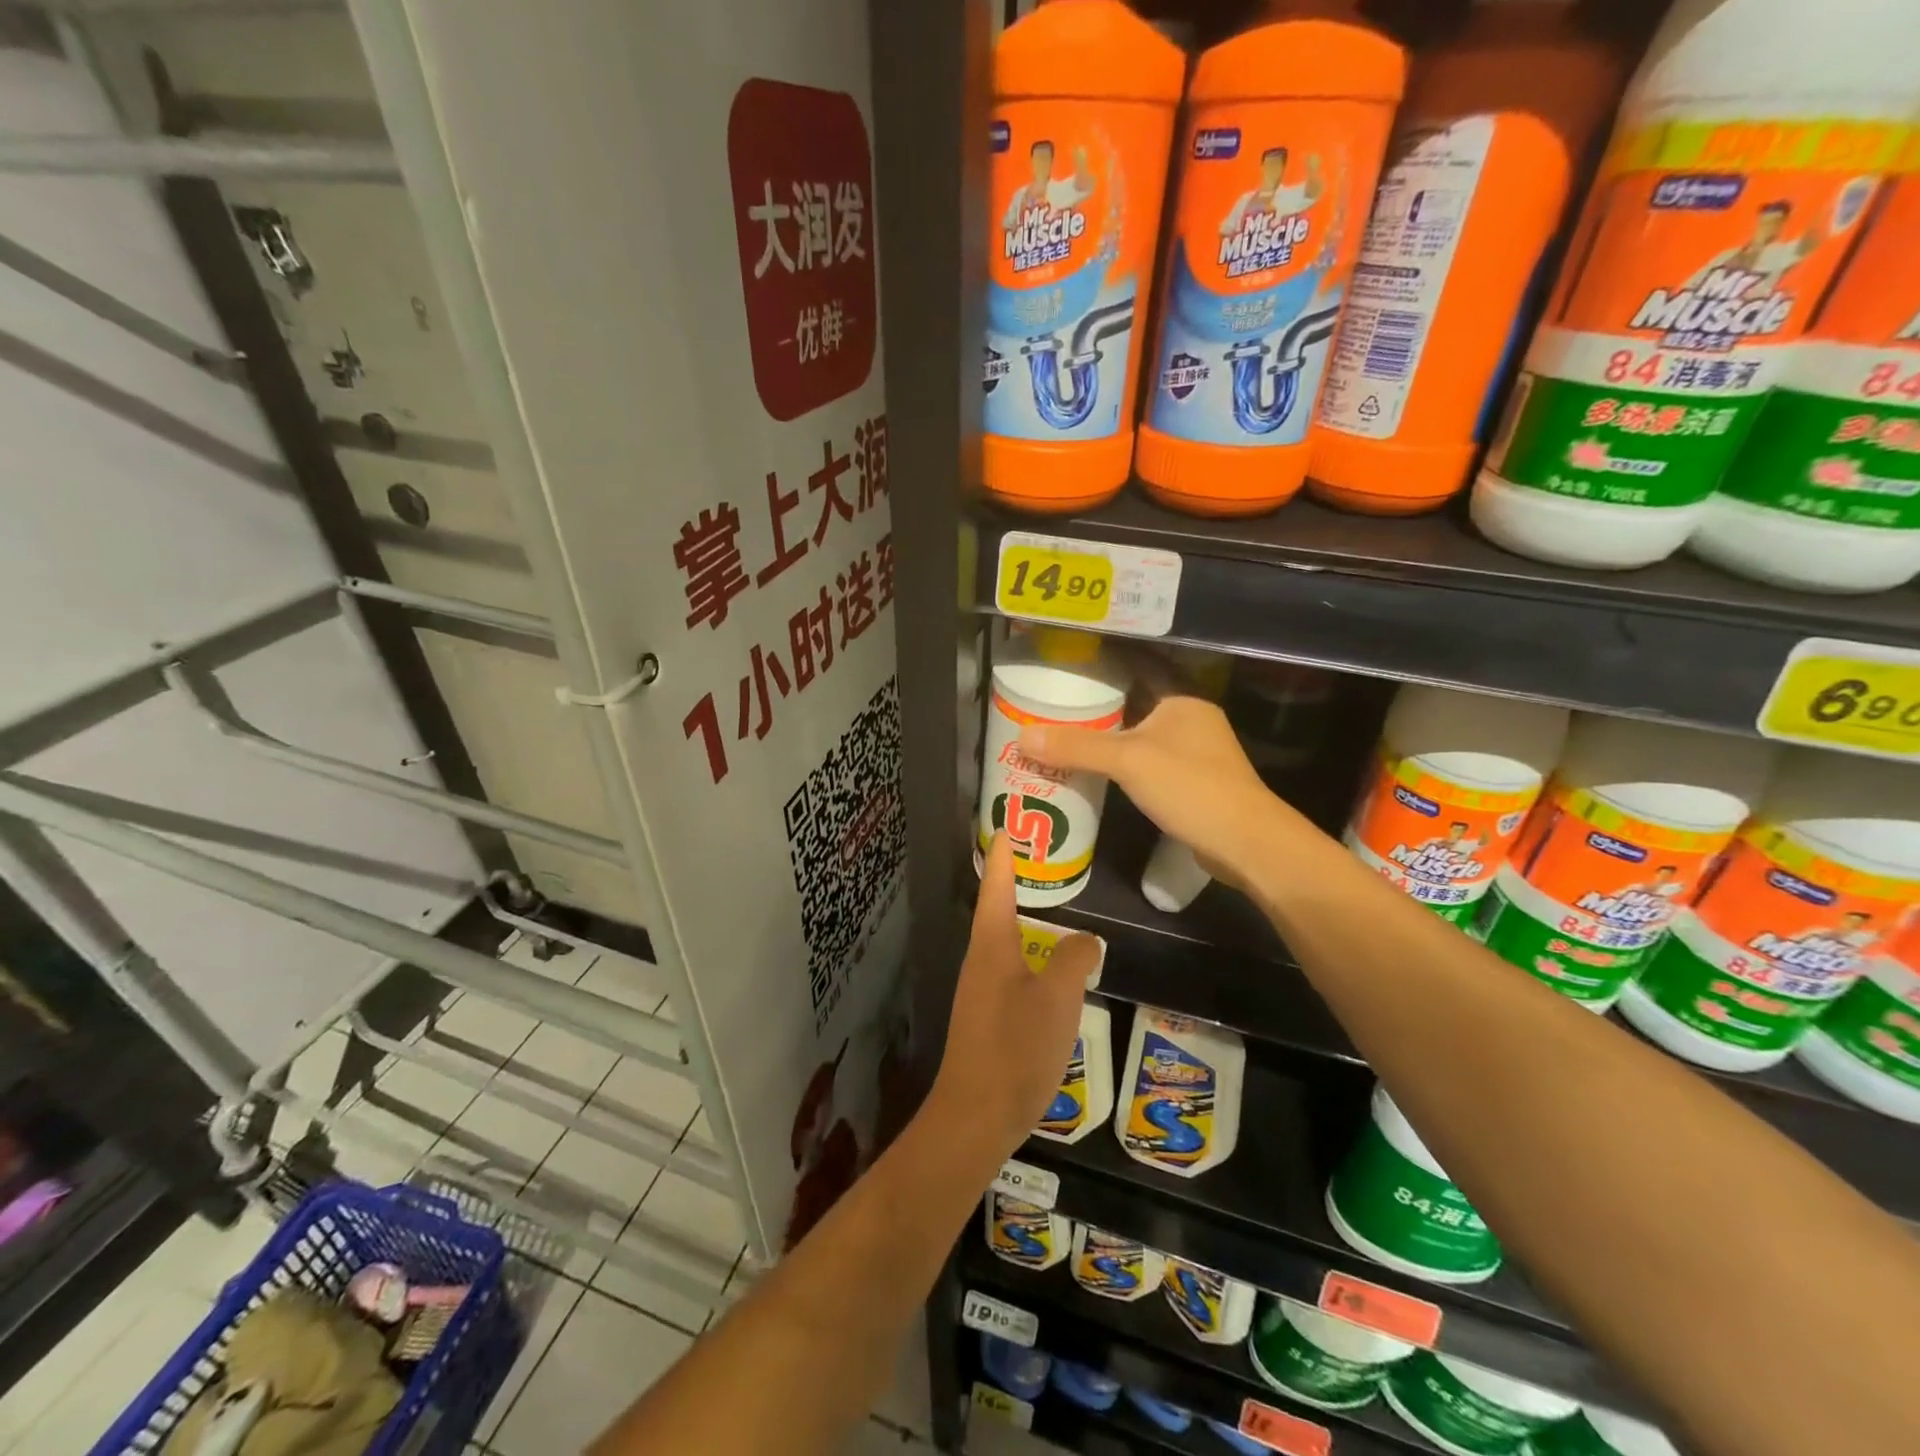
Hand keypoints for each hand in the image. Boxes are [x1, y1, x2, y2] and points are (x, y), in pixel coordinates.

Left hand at [930, 834, 1101, 1157]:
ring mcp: (981, 991)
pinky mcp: (988, 1017)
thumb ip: (1074, 960)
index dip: (1003, 857)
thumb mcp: (1058, 998)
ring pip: (1003, 942)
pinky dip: (1028, 955)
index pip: (997, 887)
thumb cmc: (1016, 1048)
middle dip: (1011, 882)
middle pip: (995, 910)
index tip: (1005, 828)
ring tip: (1047, 908)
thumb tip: (1085, 939)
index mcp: (992, 946)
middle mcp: (981, 961)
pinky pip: (1010, 970)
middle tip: (1035, 860)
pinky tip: (1047, 969)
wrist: (977, 1115)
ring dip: (1021, 920)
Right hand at [1020, 694, 1301, 889]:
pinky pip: (1151, 765)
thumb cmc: (1190, 787)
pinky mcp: (1195, 784)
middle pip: (1136, 706)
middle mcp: (1192, 720)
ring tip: (1067, 741)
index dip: (1102, 670)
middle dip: (1099, 710)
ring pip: (1143, 738)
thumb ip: (1076, 747)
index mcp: (1182, 700)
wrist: (1246, 842)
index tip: (1066, 673)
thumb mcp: (1127, 761)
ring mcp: (1197, 753)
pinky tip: (1100, 775)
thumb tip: (1023, 735)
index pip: (1137, 671)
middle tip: (1055, 711)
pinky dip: (1126, 767)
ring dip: (1111, 741)